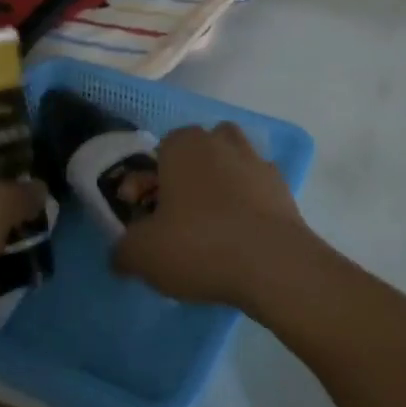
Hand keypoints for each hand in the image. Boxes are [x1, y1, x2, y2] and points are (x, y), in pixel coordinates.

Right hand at [112, 122, 315, 313]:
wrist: (274, 265)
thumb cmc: (199, 245)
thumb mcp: (142, 254)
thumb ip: (123, 249)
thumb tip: (122, 254)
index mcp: (184, 144)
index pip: (156, 153)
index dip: (145, 185)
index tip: (142, 217)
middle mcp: (221, 142)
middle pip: (194, 155)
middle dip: (182, 181)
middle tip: (173, 222)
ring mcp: (257, 162)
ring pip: (228, 167)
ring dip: (217, 188)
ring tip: (209, 228)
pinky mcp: (283, 189)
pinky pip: (254, 192)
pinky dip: (245, 207)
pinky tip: (238, 239)